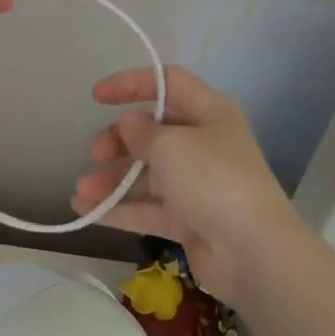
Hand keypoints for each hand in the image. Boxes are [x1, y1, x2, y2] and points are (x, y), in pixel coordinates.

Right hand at [71, 66, 302, 303]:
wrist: (253, 253)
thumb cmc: (212, 180)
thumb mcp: (170, 145)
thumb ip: (141, 131)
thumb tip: (129, 124)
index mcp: (209, 112)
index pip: (167, 83)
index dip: (131, 83)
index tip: (96, 96)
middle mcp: (203, 143)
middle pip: (151, 131)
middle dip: (117, 141)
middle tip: (96, 154)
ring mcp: (196, 184)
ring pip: (145, 173)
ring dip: (111, 180)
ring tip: (81, 192)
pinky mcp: (188, 219)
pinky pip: (147, 207)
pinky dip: (118, 208)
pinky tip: (86, 210)